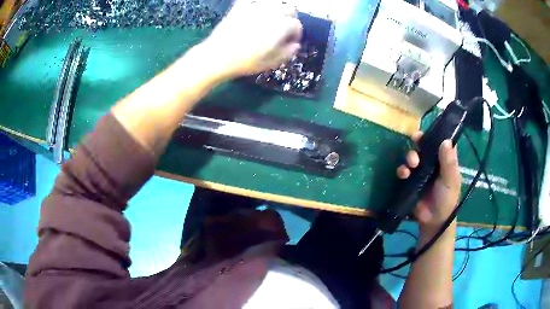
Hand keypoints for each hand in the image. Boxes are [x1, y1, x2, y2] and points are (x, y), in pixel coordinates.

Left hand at [199, 0, 301, 79]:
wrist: (217, 56)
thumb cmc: (245, 62)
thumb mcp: (270, 63)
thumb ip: (287, 53)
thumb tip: (295, 45)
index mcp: (280, 27)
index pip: (296, 25)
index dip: (297, 34)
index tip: (292, 41)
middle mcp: (270, 13)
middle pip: (289, 9)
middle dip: (290, 18)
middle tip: (285, 28)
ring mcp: (255, 8)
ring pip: (274, 2)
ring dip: (277, 9)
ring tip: (273, 18)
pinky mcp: (241, 7)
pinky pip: (253, 0)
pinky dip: (258, 3)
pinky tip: (256, 10)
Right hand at [397, 132, 460, 228]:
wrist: (434, 221)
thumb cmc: (447, 198)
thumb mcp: (451, 180)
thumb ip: (449, 162)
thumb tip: (446, 140)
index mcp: (444, 160)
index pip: (440, 141)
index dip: (435, 133)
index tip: (429, 129)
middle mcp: (432, 162)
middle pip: (424, 146)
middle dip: (418, 143)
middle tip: (416, 142)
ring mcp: (420, 171)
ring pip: (412, 157)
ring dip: (410, 156)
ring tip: (411, 164)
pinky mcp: (410, 181)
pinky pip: (404, 171)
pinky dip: (402, 170)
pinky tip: (403, 174)